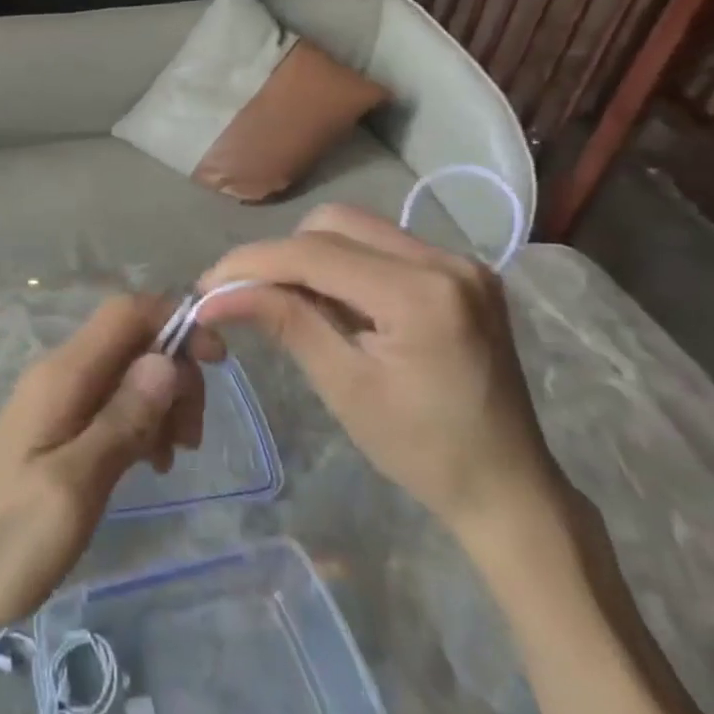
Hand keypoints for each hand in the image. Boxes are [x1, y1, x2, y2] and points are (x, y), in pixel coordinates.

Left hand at [0, 295, 221, 645]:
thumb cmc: (6, 538)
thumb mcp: (75, 484)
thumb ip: (122, 419)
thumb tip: (168, 360)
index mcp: (64, 375)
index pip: (127, 312)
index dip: (176, 322)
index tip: (218, 364)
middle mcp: (60, 375)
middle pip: (132, 341)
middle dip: (175, 373)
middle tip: (190, 439)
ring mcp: (55, 402)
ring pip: (125, 373)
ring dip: (161, 402)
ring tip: (171, 459)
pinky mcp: (55, 430)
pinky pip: (110, 404)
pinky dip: (139, 422)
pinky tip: (148, 464)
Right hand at [196, 204, 559, 538]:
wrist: (508, 487)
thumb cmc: (422, 451)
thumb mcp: (344, 386)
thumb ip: (284, 321)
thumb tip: (215, 295)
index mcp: (421, 295)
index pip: (313, 253)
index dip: (250, 264)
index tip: (206, 287)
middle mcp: (445, 260)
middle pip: (332, 225)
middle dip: (279, 256)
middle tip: (245, 296)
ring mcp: (459, 261)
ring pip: (355, 227)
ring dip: (310, 256)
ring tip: (289, 301)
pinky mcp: (461, 271)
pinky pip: (381, 245)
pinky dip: (344, 264)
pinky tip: (334, 302)